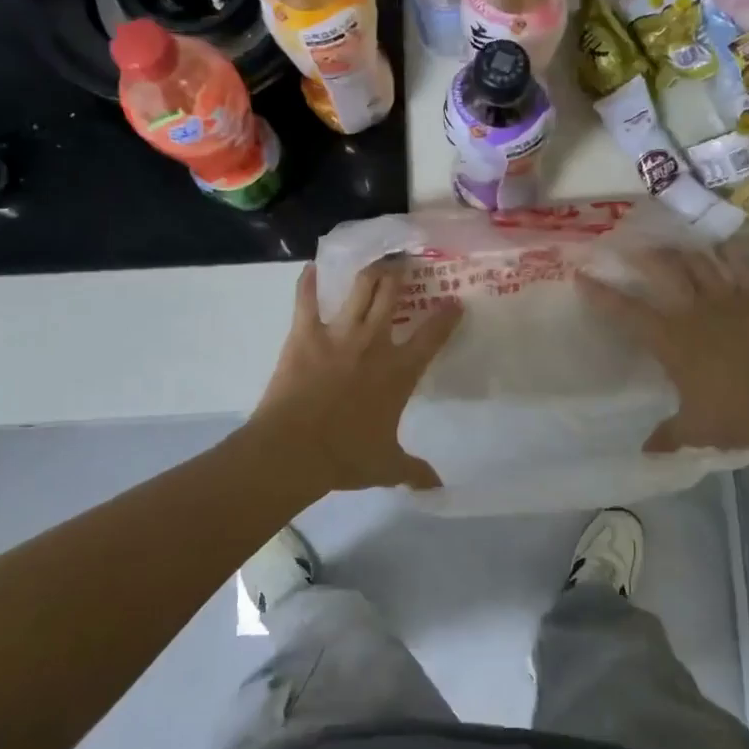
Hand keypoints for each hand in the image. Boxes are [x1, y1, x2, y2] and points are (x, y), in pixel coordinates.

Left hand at [253, 261, 461, 492]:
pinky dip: (307, 281)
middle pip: (392, 295)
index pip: (433, 335)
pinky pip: (306, 299)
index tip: (455, 302)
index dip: (447, 316)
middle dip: (400, 275)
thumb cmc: (345, 457)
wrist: (294, 450)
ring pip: (360, 288)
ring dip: (369, 272)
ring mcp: (338, 333)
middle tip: (404, 264)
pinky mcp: (304, 333)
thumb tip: (438, 486)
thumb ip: (414, 471)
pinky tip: (310, 268)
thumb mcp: (386, 467)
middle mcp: (374, 343)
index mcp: (399, 371)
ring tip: (374, 262)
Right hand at [577, 244, 748, 454]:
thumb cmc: (736, 415)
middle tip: (631, 246)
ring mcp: (727, 300)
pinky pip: (742, 265)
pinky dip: (732, 251)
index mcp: (671, 340)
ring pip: (699, 261)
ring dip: (682, 250)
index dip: (601, 294)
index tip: (582, 276)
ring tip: (672, 243)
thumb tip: (645, 451)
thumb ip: (667, 436)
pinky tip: (725, 242)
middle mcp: (693, 311)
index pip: (626, 312)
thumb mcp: (695, 429)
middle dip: (643, 255)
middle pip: (663, 270)